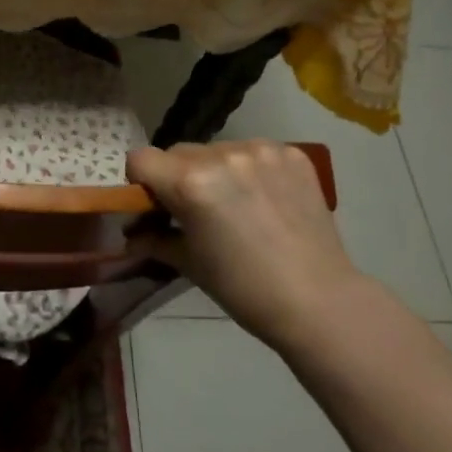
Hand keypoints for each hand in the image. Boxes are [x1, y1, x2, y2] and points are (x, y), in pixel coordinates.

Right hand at [125, 141, 367, 351]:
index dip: (140, 182)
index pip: (141, 159)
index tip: (153, 206)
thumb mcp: (188, 263)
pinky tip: (264, 200)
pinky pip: (253, 152)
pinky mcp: (292, 154)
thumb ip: (154, 239)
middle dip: (176, 177)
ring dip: (214, 171)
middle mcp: (223, 155)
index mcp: (191, 182)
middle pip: (178, 152)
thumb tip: (133, 234)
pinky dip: (249, 170)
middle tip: (193, 211)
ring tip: (235, 205)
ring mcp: (262, 151)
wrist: (318, 301)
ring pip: (217, 150)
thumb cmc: (243, 289)